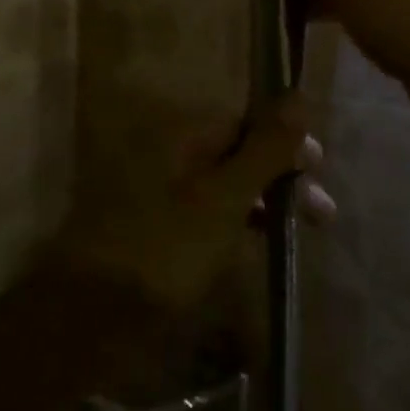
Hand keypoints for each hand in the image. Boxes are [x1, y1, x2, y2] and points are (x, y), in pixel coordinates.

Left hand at [49, 102, 333, 313]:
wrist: (88, 317)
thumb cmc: (165, 250)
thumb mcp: (224, 198)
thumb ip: (264, 148)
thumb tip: (298, 93)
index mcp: (184, 134)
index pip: (247, 120)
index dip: (285, 141)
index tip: (318, 170)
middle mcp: (171, 152)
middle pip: (238, 151)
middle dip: (280, 176)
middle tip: (322, 214)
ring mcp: (160, 191)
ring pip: (225, 185)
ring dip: (263, 203)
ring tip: (297, 235)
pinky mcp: (156, 229)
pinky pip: (207, 213)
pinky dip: (236, 225)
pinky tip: (256, 247)